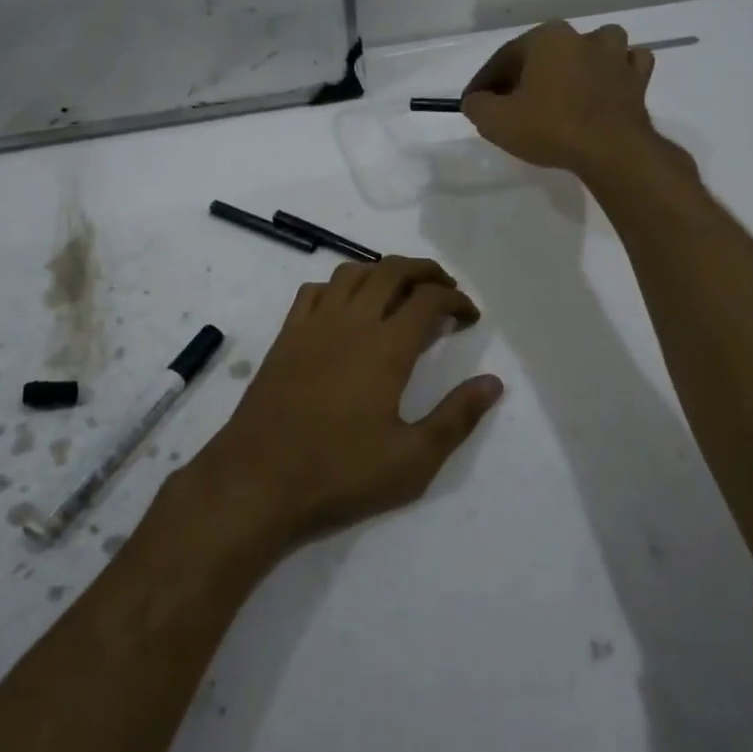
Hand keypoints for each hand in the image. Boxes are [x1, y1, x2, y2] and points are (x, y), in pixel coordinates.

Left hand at [188, 257, 503, 555]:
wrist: (258, 480)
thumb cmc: (340, 473)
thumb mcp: (413, 460)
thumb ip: (457, 417)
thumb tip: (493, 383)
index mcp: (387, 347)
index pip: (428, 299)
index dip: (456, 299)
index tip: (470, 316)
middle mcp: (351, 322)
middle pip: (392, 271)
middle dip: (425, 271)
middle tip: (444, 289)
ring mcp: (313, 325)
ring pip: (352, 273)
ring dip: (382, 271)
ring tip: (400, 291)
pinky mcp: (285, 337)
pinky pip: (313, 291)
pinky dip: (338, 286)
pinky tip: (345, 307)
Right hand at [460, 21, 657, 177]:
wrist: (611, 149)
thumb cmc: (550, 128)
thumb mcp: (497, 122)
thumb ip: (478, 106)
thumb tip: (476, 100)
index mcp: (546, 38)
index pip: (505, 57)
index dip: (485, 81)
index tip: (474, 103)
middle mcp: (582, 36)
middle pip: (545, 53)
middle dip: (526, 74)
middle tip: (511, 103)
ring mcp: (615, 55)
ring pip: (591, 49)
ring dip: (577, 63)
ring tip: (563, 88)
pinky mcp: (637, 78)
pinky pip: (625, 66)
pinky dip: (614, 73)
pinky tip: (605, 86)